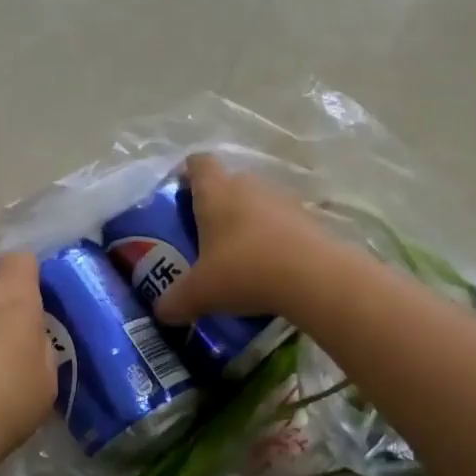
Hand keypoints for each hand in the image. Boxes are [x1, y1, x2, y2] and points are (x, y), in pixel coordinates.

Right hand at [154, 153, 329, 323]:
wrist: (313, 278)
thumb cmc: (244, 271)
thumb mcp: (199, 293)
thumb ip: (175, 301)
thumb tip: (162, 312)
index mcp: (215, 191)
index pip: (198, 163)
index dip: (187, 174)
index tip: (181, 196)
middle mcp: (249, 185)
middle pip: (229, 183)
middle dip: (216, 206)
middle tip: (205, 237)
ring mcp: (283, 199)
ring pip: (258, 203)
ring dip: (248, 223)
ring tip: (240, 257)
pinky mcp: (309, 219)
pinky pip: (283, 223)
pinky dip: (274, 240)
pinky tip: (270, 268)